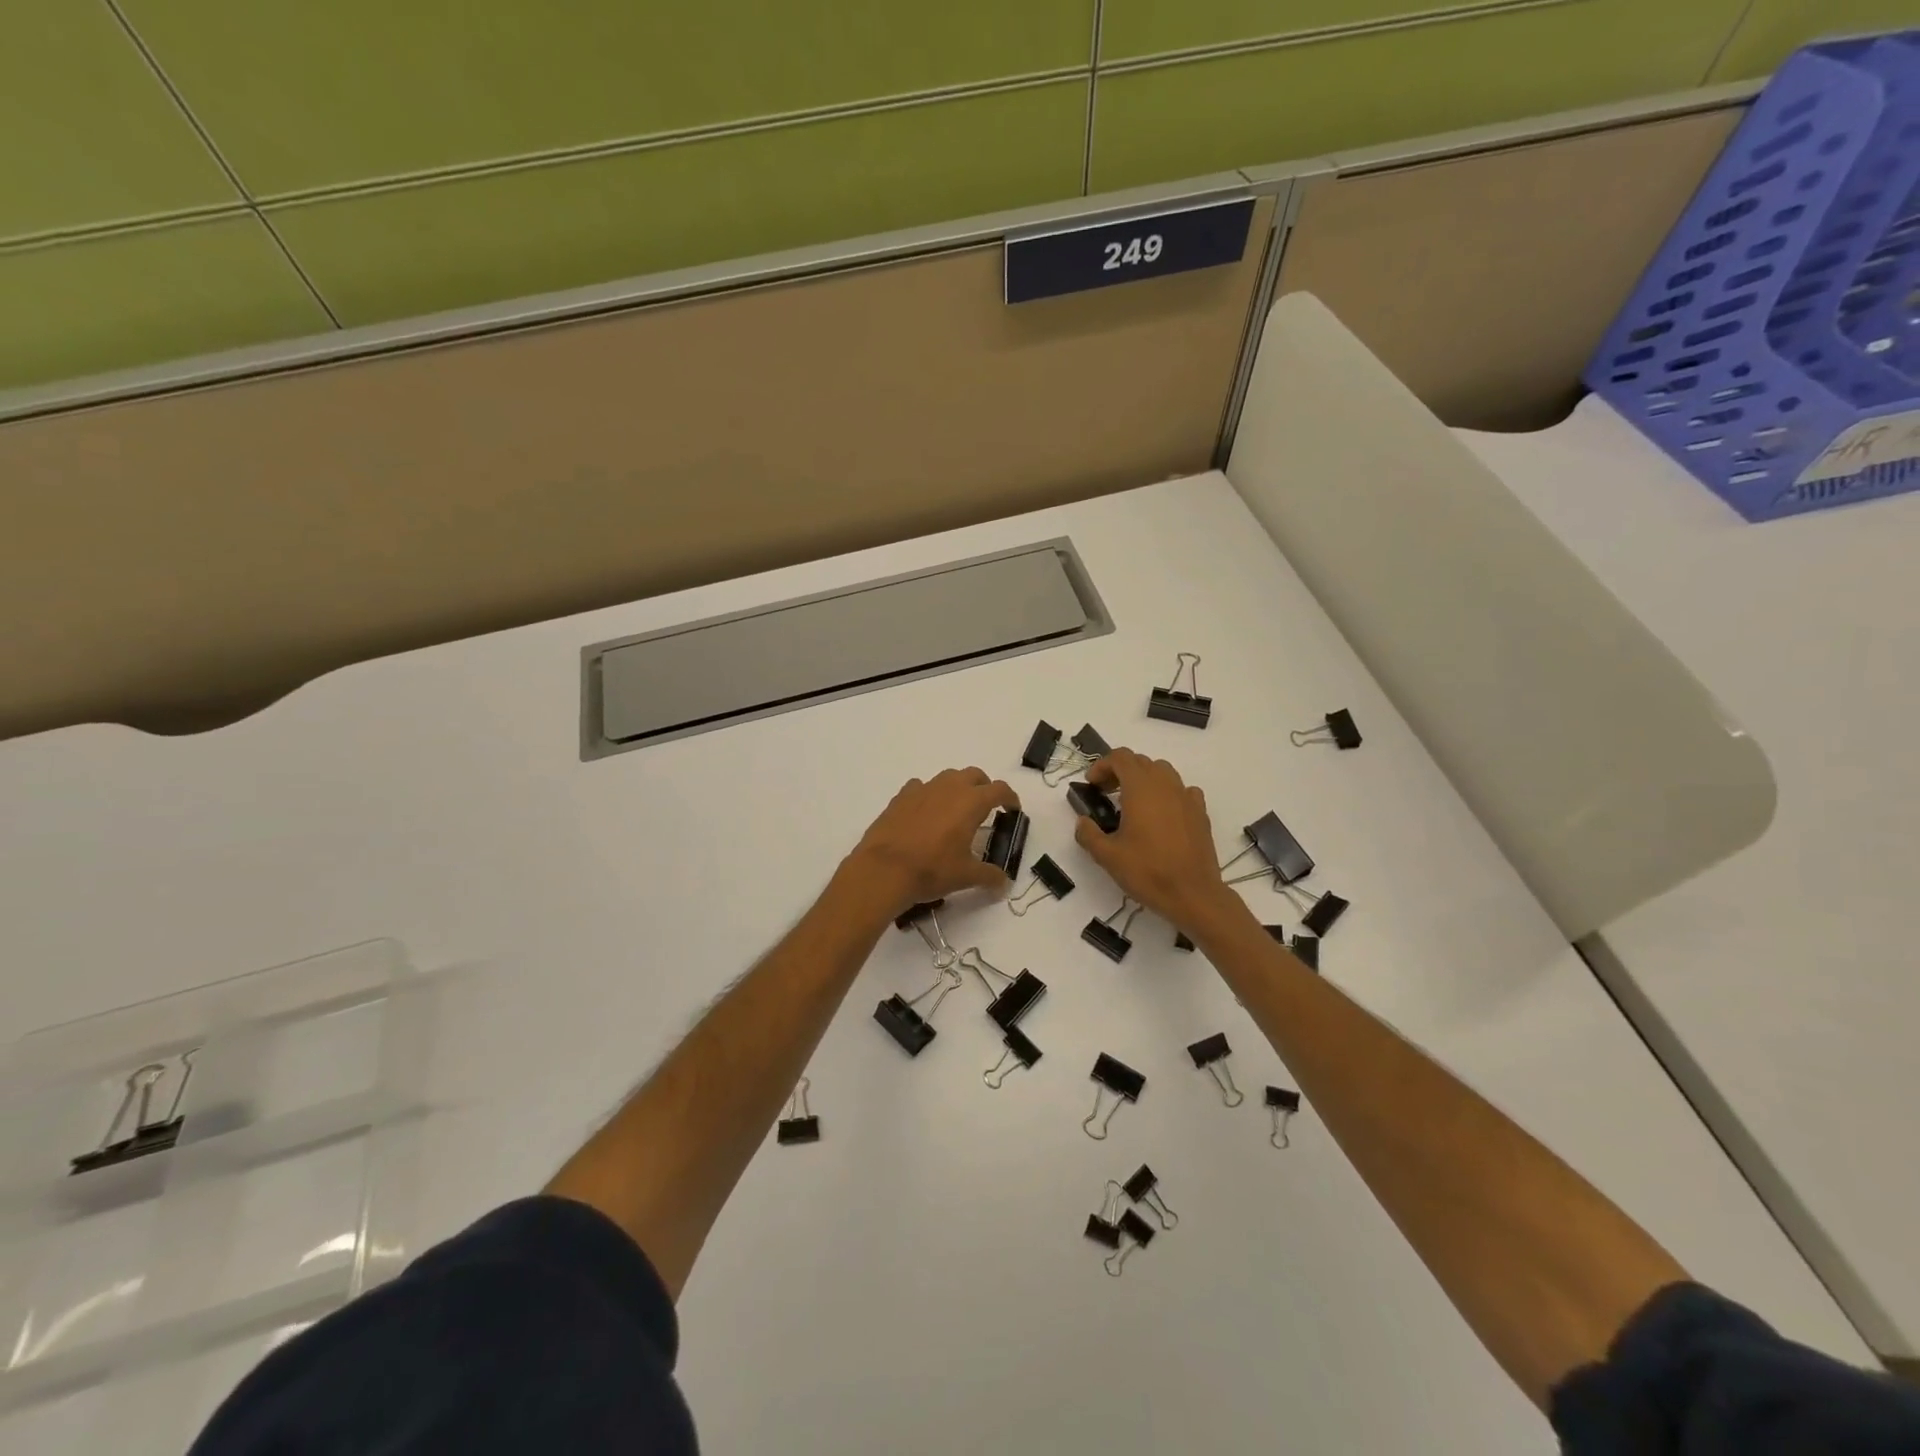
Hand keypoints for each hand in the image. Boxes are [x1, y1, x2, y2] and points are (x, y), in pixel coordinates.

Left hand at [844, 768, 1019, 916]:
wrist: (883, 869)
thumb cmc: (931, 869)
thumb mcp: (966, 876)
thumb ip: (989, 876)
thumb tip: (1004, 883)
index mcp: (971, 802)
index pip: (999, 790)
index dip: (1010, 798)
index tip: (1012, 809)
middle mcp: (949, 788)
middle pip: (974, 775)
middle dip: (984, 787)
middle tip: (986, 807)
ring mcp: (922, 789)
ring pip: (947, 777)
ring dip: (957, 788)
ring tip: (956, 810)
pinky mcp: (901, 797)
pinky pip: (921, 787)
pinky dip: (929, 795)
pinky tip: (925, 813)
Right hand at [1076, 749, 1244, 934]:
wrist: (1193, 894)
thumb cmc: (1147, 871)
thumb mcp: (1107, 856)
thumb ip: (1088, 834)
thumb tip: (1082, 822)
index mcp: (1141, 788)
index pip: (1120, 757)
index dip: (1102, 765)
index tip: (1092, 785)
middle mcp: (1165, 785)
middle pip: (1140, 762)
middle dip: (1120, 771)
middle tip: (1106, 794)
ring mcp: (1186, 797)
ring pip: (1163, 772)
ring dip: (1144, 779)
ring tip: (1133, 803)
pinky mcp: (1200, 812)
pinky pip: (1182, 790)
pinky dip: (1168, 793)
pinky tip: (1162, 814)